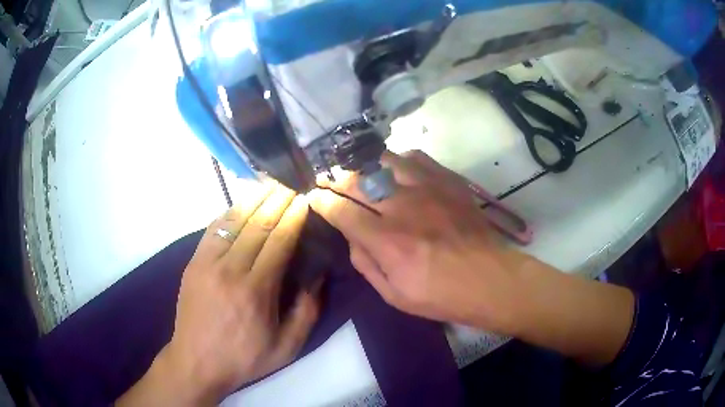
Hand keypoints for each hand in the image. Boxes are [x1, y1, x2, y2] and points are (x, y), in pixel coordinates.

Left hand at [118, 184, 320, 405]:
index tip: (304, 201)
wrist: (196, 361)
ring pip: (233, 221)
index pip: (278, 242)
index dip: (293, 218)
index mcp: (256, 291)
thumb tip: (317, 275)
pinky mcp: (193, 263)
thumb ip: (307, 311)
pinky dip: (229, 212)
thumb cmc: (244, 358)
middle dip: (277, 201)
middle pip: (257, 225)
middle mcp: (230, 270)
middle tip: (291, 185)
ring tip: (269, 185)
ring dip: (254, 200)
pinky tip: (241, 204)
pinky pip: (213, 229)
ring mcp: (207, 263)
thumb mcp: (286, 347)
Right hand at [309, 151, 633, 365]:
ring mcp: (428, 189)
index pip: (342, 212)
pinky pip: (416, 157)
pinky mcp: (448, 181)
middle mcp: (403, 209)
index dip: (322, 202)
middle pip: (358, 181)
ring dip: (364, 163)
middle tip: (328, 179)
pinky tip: (396, 168)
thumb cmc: (441, 295)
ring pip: (384, 161)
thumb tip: (352, 238)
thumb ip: (365, 265)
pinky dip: (398, 160)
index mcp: (387, 242)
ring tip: (358, 169)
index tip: (314, 197)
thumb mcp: (394, 296)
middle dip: (336, 178)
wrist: (490, 279)